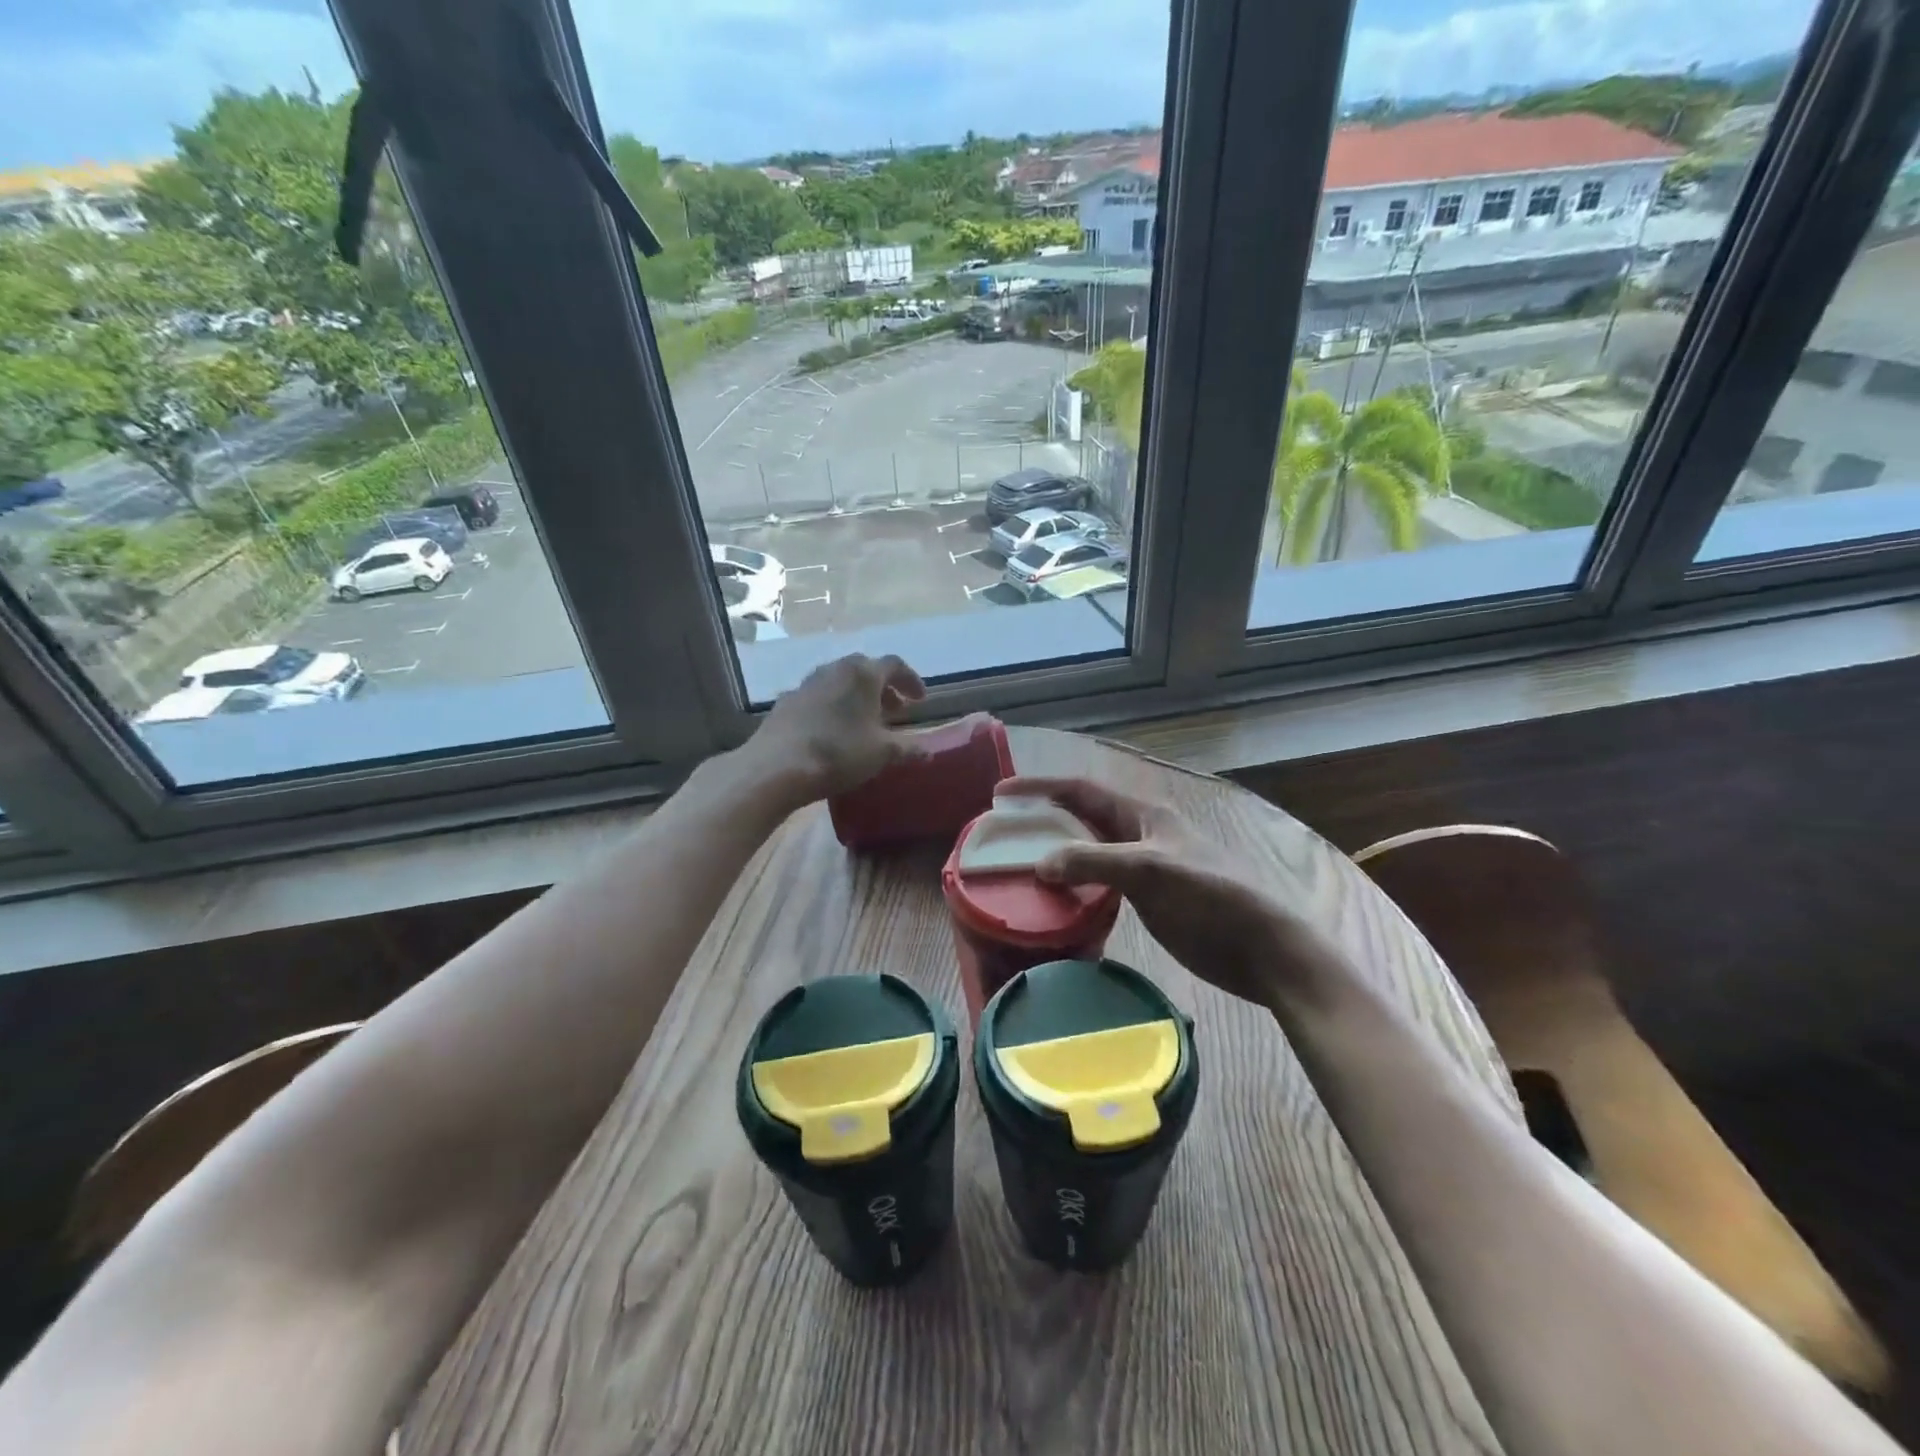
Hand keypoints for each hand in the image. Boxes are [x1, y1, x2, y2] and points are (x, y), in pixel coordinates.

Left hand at [746, 653, 927, 802]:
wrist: (777, 766)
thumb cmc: (839, 753)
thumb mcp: (882, 753)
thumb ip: (909, 749)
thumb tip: (929, 751)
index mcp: (864, 674)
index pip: (895, 665)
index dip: (911, 680)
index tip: (920, 700)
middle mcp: (835, 669)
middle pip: (866, 670)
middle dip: (884, 688)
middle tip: (895, 709)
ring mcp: (807, 683)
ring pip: (840, 682)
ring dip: (857, 696)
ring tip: (865, 721)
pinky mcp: (787, 700)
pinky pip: (819, 697)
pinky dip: (833, 706)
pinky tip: (834, 730)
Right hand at [1002, 776, 1346, 1008]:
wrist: (1262, 949)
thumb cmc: (1210, 898)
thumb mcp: (1150, 871)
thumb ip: (1094, 861)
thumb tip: (1041, 863)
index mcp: (1143, 815)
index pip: (1081, 790)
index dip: (1040, 787)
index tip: (1002, 793)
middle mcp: (1139, 835)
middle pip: (1082, 818)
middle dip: (1044, 820)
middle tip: (1005, 834)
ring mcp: (1144, 868)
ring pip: (1089, 852)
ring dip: (1058, 854)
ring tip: (1021, 866)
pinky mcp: (1148, 900)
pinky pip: (1101, 884)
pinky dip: (1075, 886)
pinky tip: (1057, 900)